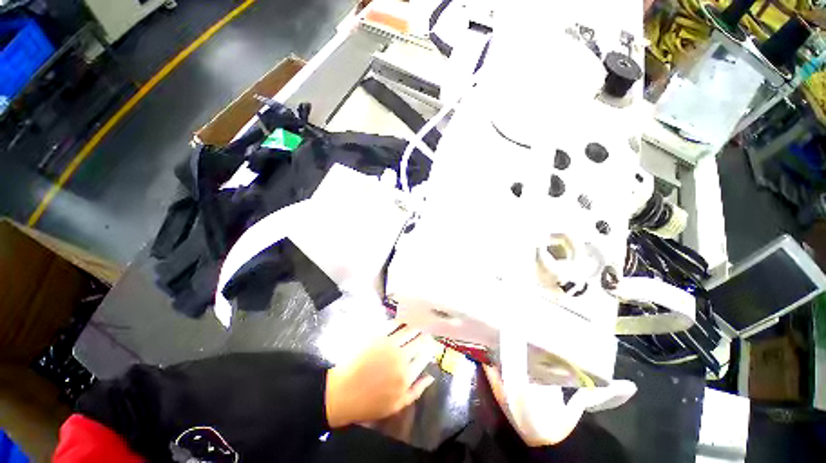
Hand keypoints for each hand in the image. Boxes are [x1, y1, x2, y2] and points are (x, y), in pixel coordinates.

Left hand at [325, 324, 436, 427]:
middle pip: (418, 341)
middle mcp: (401, 356)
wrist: (343, 393)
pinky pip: (392, 324)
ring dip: (415, 326)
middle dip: (425, 335)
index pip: (424, 356)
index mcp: (407, 375)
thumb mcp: (396, 405)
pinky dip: (400, 321)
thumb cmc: (370, 403)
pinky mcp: (377, 336)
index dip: (430, 348)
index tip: (432, 343)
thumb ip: (416, 391)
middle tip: (427, 330)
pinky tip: (402, 320)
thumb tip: (431, 376)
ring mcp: (389, 344)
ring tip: (418, 322)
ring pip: (408, 330)